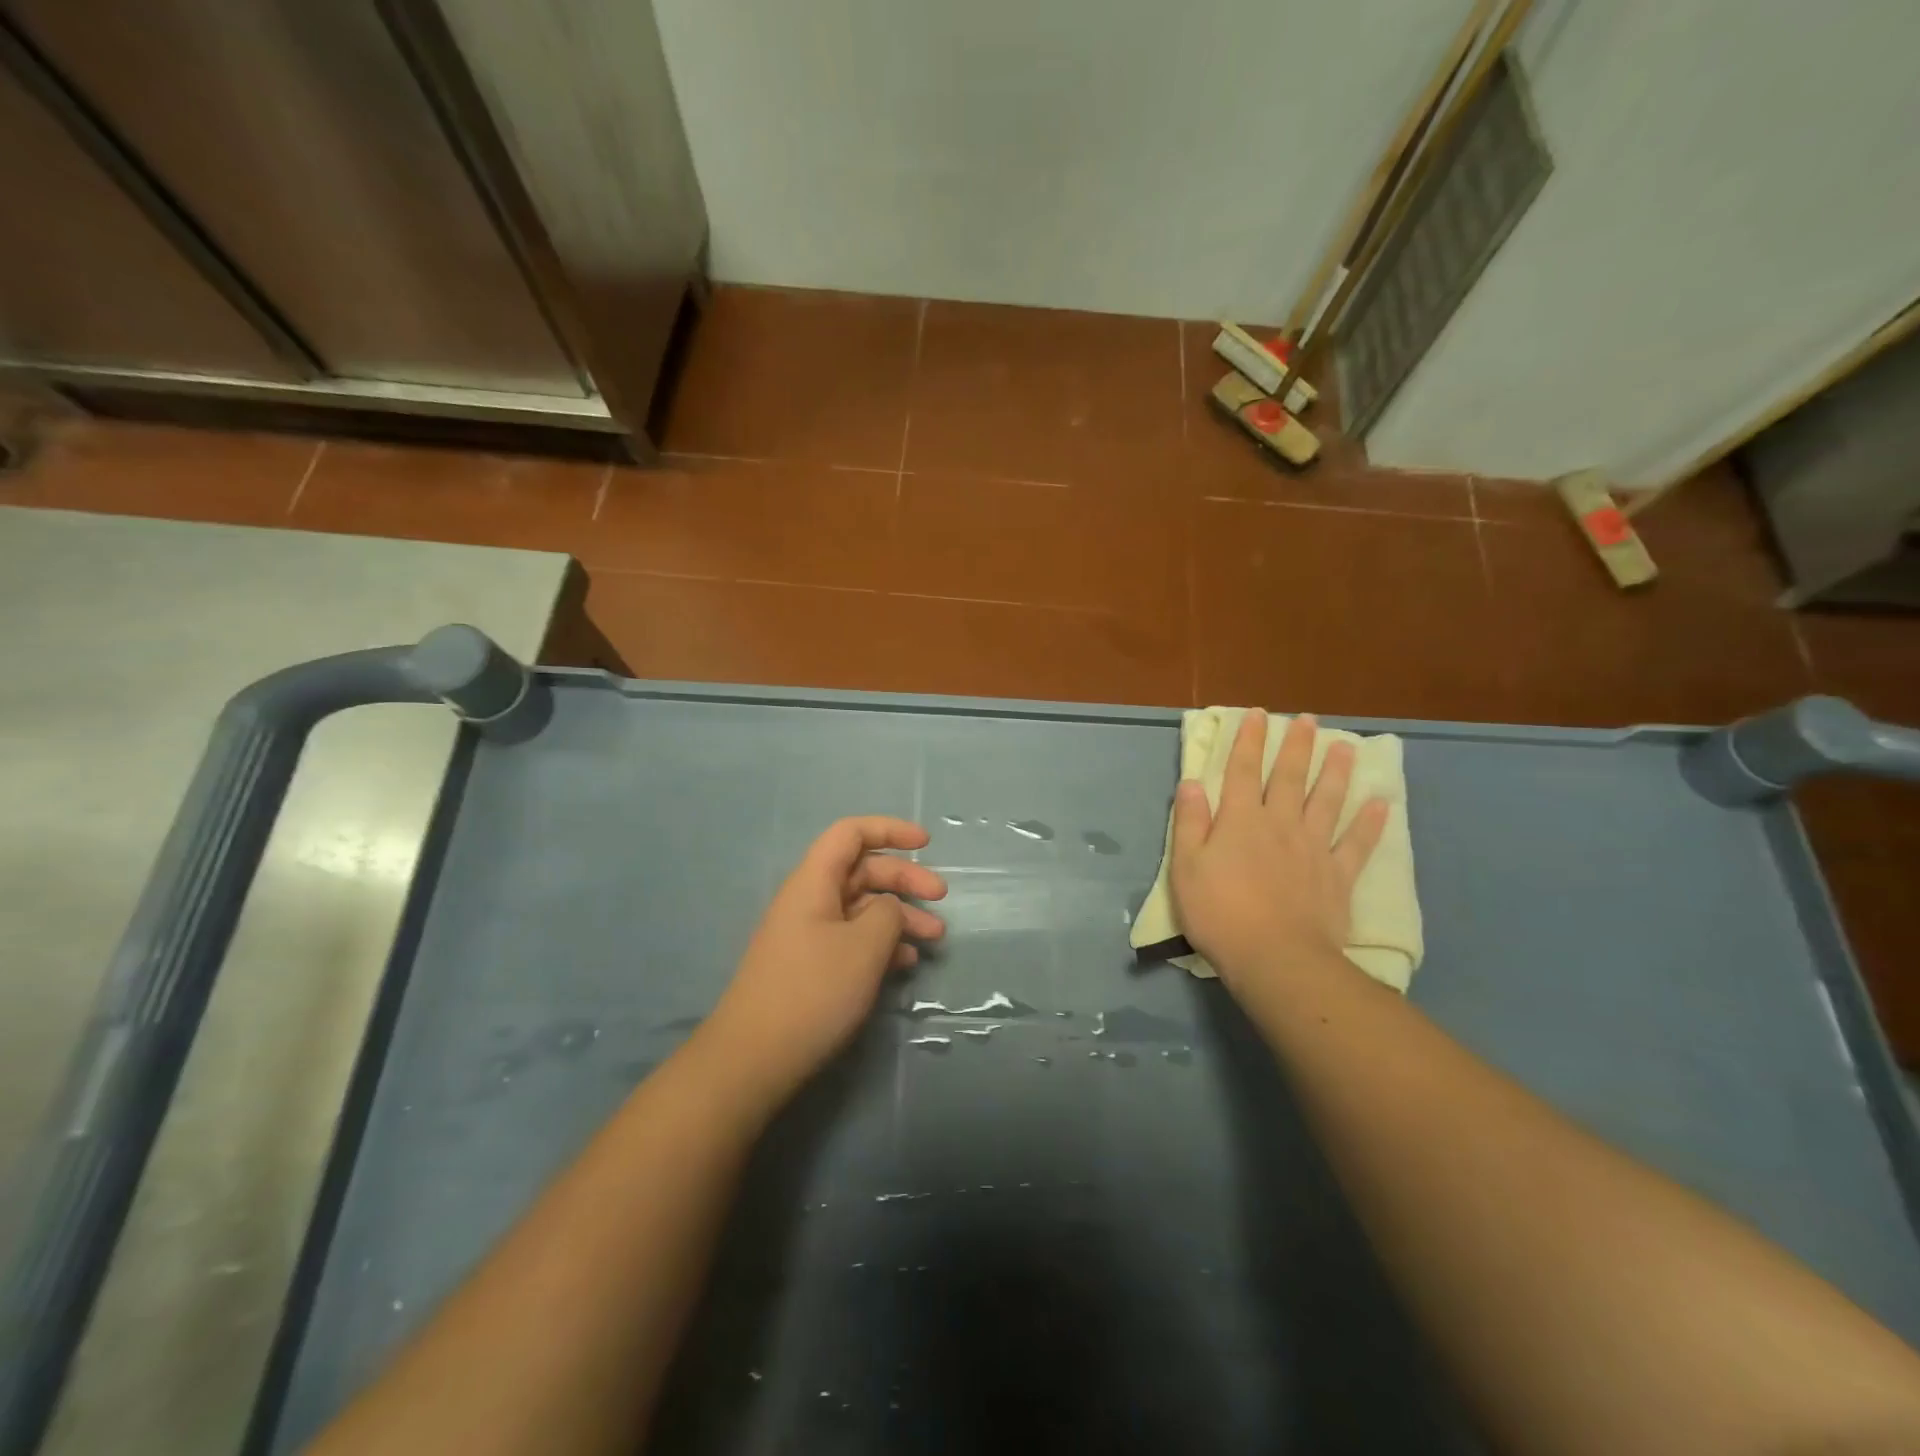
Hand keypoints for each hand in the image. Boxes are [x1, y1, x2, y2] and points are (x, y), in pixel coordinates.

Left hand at [702, 817, 946, 1105]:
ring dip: (900, 916)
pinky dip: (882, 943)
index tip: (926, 844)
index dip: (890, 830)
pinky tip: (906, 963)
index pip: (851, 833)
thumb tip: (890, 909)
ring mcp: (809, 934)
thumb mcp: (864, 946)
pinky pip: (853, 939)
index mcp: (814, 882)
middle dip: (905, 880)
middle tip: (941, 898)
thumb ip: (888, 914)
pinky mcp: (811, 966)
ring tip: (934, 939)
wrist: (754, 1059)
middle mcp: (810, 900)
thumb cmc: (813, 991)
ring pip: (862, 908)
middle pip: (862, 871)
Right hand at [1170, 711, 1387, 996]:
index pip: (1243, 771)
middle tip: (1308, 719)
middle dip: (1297, 746)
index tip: (1258, 715)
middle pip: (1290, 777)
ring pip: (1327, 801)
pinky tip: (1380, 805)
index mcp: (1240, 820)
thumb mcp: (1186, 867)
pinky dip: (1369, 824)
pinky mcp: (1338, 876)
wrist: (1275, 957)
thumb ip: (1190, 822)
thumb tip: (1192, 782)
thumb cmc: (1220, 912)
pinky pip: (1357, 844)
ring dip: (1336, 772)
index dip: (1250, 741)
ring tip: (1345, 747)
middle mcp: (1280, 824)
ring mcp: (1314, 848)